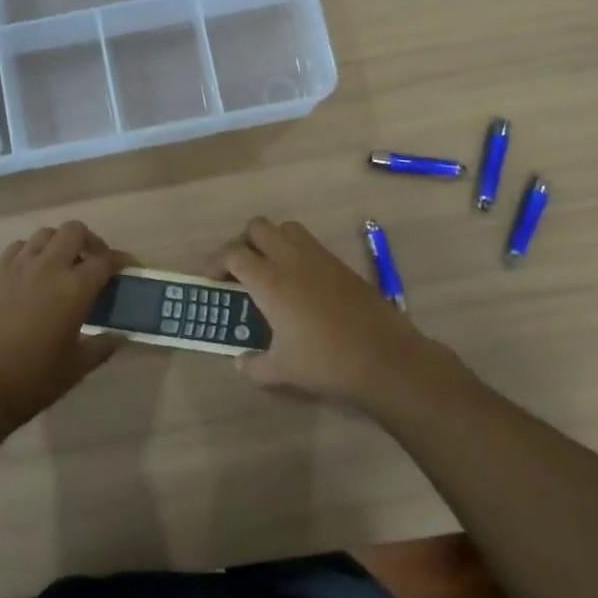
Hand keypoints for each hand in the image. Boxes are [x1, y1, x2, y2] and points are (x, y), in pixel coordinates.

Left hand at [0, 221, 133, 435]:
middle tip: (94, 262)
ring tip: (63, 265)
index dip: (122, 260)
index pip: (106, 260)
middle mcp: (47, 267)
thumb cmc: (34, 379)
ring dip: (60, 244)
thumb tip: (121, 336)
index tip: (128, 268)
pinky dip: (31, 252)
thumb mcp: (77, 367)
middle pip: (74, 231)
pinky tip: (32, 274)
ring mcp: (17, 267)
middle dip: (90, 241)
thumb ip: (103, 345)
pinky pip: (18, 248)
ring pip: (44, 234)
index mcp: (74, 288)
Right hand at [209, 217, 457, 411]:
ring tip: (270, 270)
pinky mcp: (341, 264)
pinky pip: (310, 244)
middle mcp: (291, 259)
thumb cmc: (325, 362)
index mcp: (269, 280)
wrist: (385, 358)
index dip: (217, 262)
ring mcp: (319, 258)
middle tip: (240, 270)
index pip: (233, 253)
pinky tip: (300, 284)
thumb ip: (254, 365)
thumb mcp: (281, 370)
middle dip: (243, 243)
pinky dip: (296, 252)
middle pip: (258, 227)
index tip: (213, 279)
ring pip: (286, 228)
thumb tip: (241, 362)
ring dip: (272, 241)